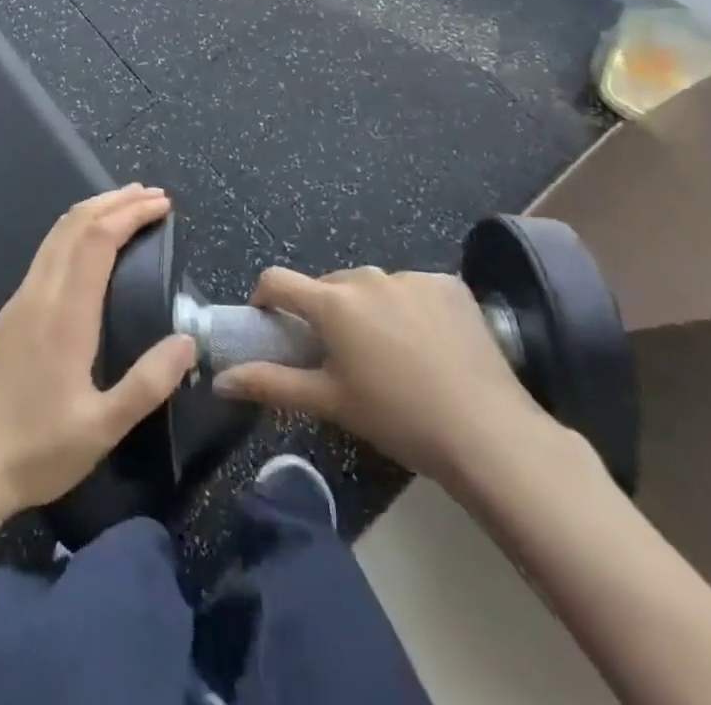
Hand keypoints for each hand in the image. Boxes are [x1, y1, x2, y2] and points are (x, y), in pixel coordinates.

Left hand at [0, 185, 196, 523]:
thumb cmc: (40, 449)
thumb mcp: (103, 427)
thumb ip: (148, 383)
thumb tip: (188, 340)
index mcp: (65, 314)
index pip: (97, 240)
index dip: (130, 213)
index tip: (162, 205)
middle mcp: (40, 293)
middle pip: (75, 223)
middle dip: (115, 201)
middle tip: (153, 195)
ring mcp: (21, 298)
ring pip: (57, 233)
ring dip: (94, 210)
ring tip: (128, 205)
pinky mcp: (12, 310)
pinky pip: (47, 251)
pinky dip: (76, 230)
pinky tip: (91, 244)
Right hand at [214, 266, 551, 485]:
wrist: (489, 434)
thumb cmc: (397, 418)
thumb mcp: (329, 403)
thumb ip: (271, 384)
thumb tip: (221, 380)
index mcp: (332, 303)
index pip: (278, 280)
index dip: (265, 297)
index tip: (270, 322)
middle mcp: (367, 277)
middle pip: (328, 286)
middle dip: (323, 311)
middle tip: (338, 354)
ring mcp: (411, 277)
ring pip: (371, 286)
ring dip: (367, 308)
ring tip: (388, 352)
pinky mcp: (448, 284)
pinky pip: (412, 289)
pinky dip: (409, 308)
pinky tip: (428, 345)